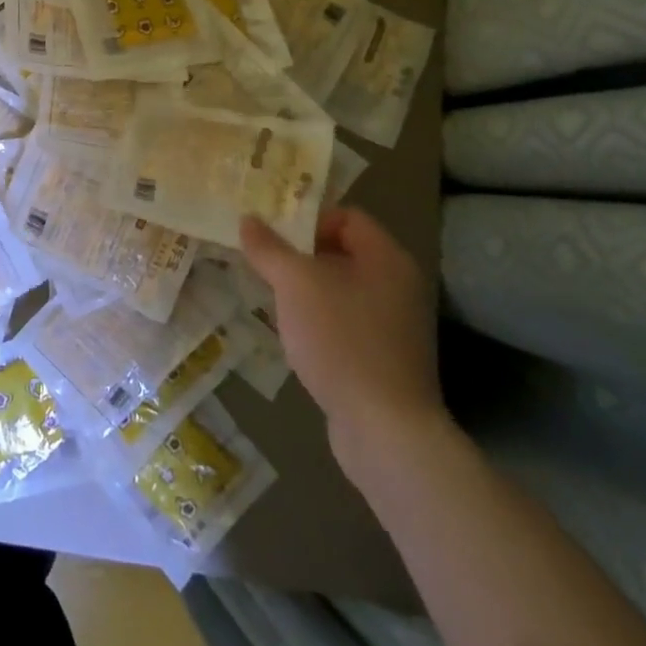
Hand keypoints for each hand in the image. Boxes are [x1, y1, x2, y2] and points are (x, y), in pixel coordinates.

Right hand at [240, 207, 446, 478]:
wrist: (384, 429)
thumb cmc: (341, 340)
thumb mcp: (295, 284)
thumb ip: (269, 249)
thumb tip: (248, 220)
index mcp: (387, 259)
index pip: (347, 217)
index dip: (309, 220)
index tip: (273, 237)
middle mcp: (397, 286)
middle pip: (342, 252)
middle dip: (299, 256)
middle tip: (263, 262)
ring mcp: (394, 325)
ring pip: (340, 289)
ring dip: (304, 290)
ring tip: (271, 298)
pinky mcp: (383, 358)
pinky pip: (344, 322)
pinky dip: (318, 321)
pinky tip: (293, 335)